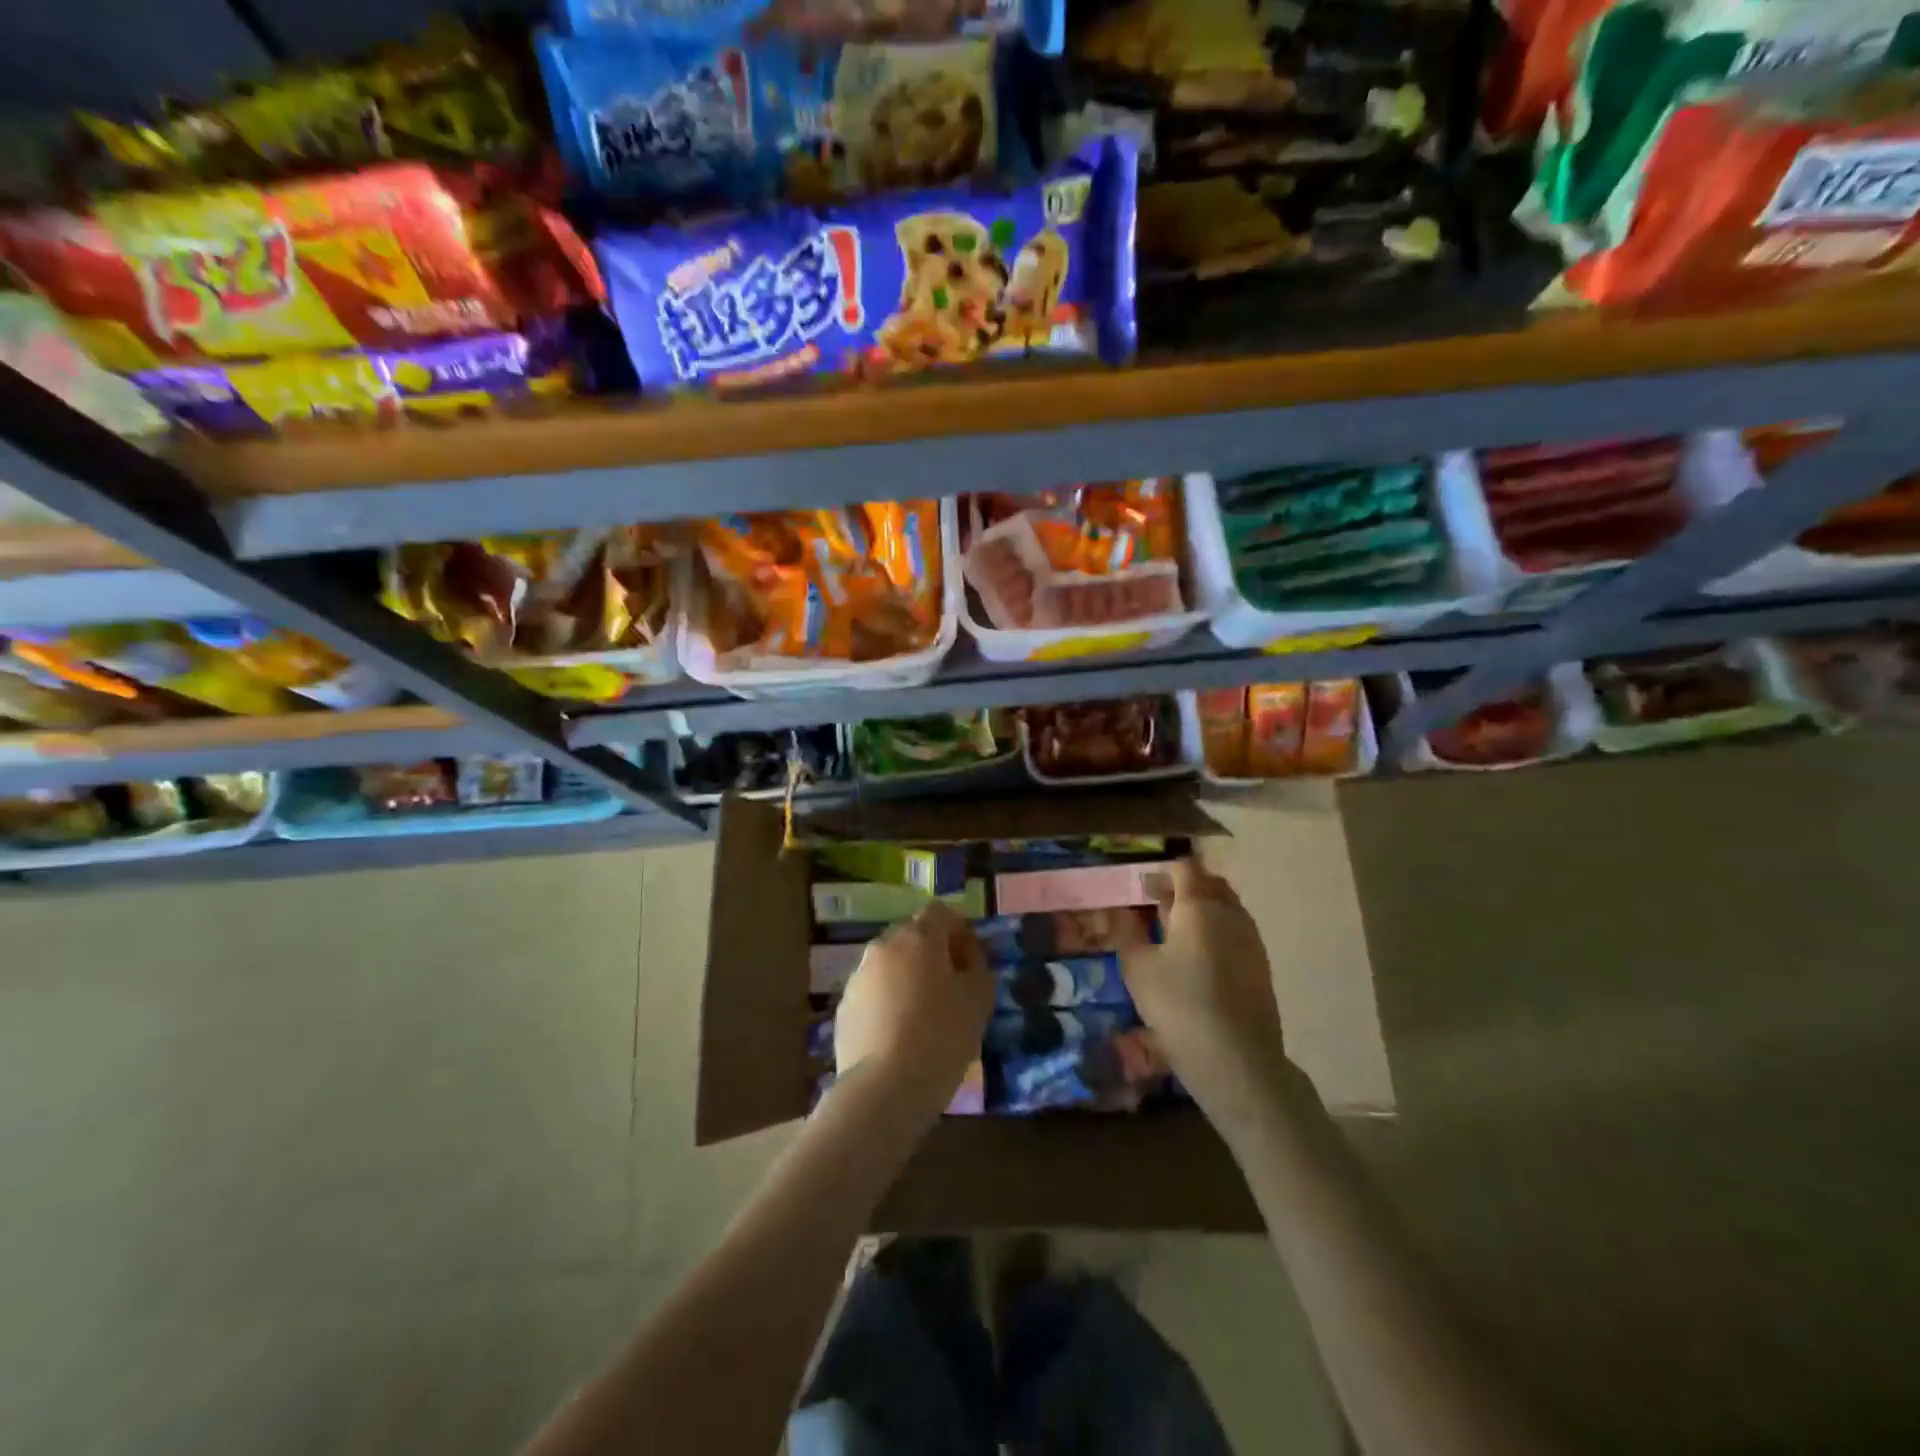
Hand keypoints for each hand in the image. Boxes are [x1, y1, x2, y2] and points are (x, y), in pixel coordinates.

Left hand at [835, 901, 992, 1123]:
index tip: (971, 962)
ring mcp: (858, 976)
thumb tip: (967, 957)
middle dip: (933, 954)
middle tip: (952, 989)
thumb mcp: (979, 999)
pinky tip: (901, 1036)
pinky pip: (874, 993)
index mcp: (918, 937)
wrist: (884, 1089)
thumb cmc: (941, 1037)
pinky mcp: (844, 1007)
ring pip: (891, 965)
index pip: (941, 912)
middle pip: (913, 936)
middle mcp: (883, 946)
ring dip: (909, 979)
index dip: (959, 931)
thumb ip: (978, 966)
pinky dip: (889, 1003)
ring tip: (925, 1017)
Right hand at [1121, 856, 1290, 1132]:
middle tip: (1155, 909)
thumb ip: (1127, 932)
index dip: (1162, 873)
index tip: (1141, 890)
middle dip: (1182, 888)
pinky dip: (1214, 932)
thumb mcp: (1137, 968)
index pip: (1185, 867)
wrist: (1237, 1061)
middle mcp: (1230, 912)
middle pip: (1208, 883)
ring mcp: (1251, 939)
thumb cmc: (1179, 1006)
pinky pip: (1235, 931)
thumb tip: (1121, 910)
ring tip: (1173, 935)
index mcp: (1199, 905)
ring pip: (1225, 907)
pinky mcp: (1261, 965)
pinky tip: (1197, 960)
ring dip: (1200, 910)